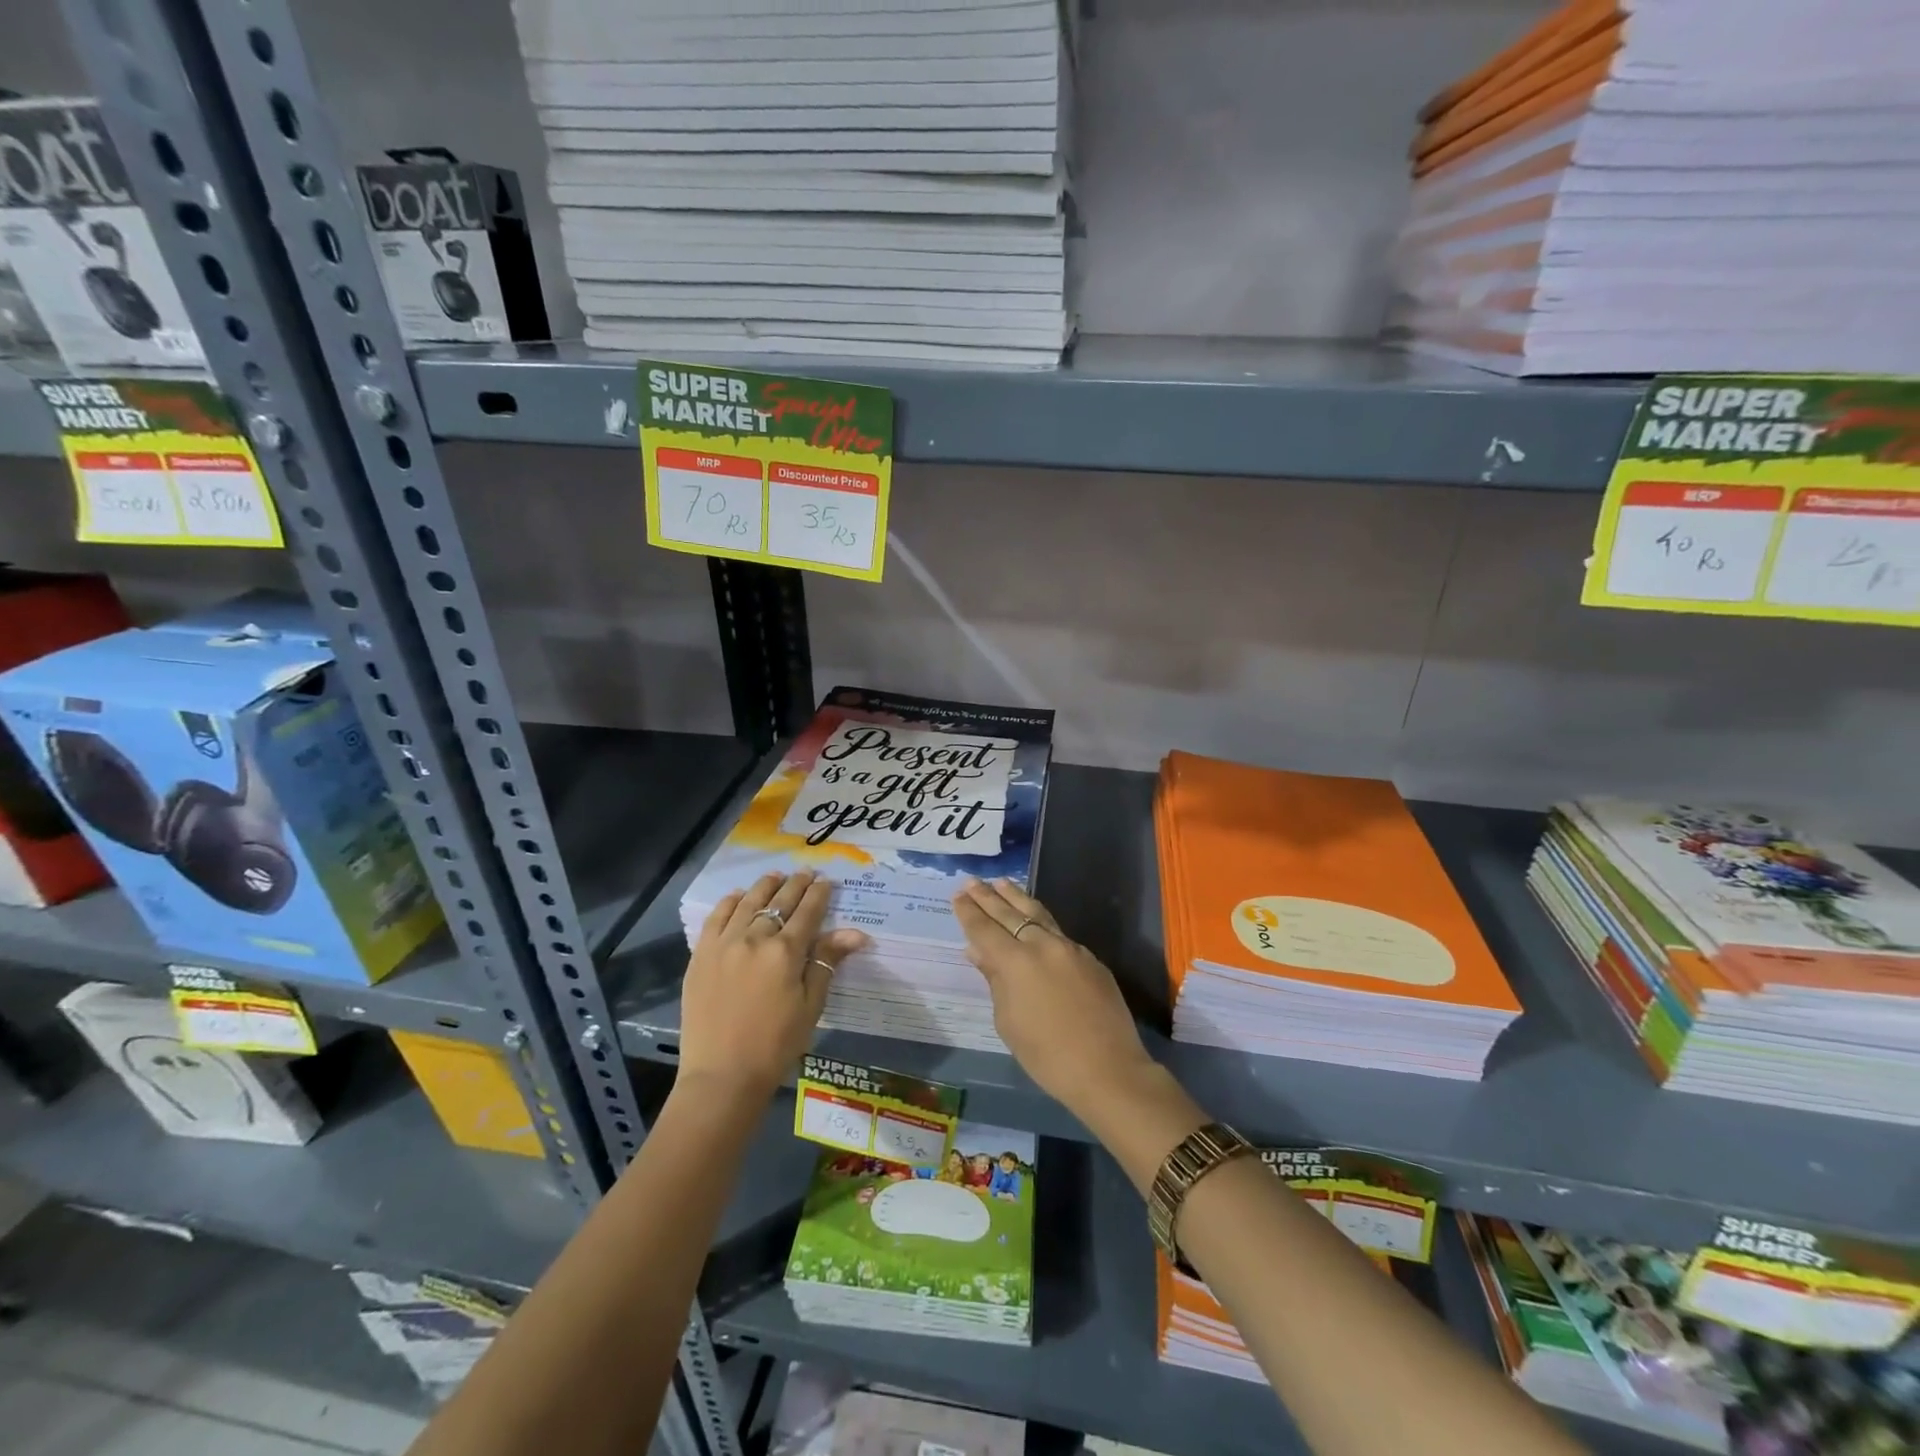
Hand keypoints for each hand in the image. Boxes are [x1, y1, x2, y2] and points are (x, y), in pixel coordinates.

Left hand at [680, 870, 868, 1101]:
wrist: (722, 1075)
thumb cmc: (776, 1044)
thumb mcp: (811, 1005)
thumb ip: (827, 962)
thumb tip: (856, 932)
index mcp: (786, 952)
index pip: (808, 912)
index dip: (819, 894)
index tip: (827, 881)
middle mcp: (755, 938)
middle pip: (779, 902)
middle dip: (796, 885)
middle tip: (806, 873)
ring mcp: (724, 944)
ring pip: (748, 903)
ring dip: (765, 886)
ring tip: (776, 876)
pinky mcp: (701, 955)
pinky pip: (716, 918)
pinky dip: (730, 902)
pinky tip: (738, 896)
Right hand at [951, 877, 1154, 1120]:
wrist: (1107, 1069)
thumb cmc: (1047, 1055)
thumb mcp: (1009, 1021)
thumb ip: (995, 980)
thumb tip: (979, 952)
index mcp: (1016, 962)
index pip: (985, 929)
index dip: (969, 912)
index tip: (957, 895)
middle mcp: (1042, 945)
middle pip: (1010, 914)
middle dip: (988, 897)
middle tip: (972, 881)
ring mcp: (1070, 948)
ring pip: (1038, 914)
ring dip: (1016, 898)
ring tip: (1001, 883)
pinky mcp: (1090, 958)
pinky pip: (1058, 933)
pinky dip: (1040, 921)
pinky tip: (1034, 919)